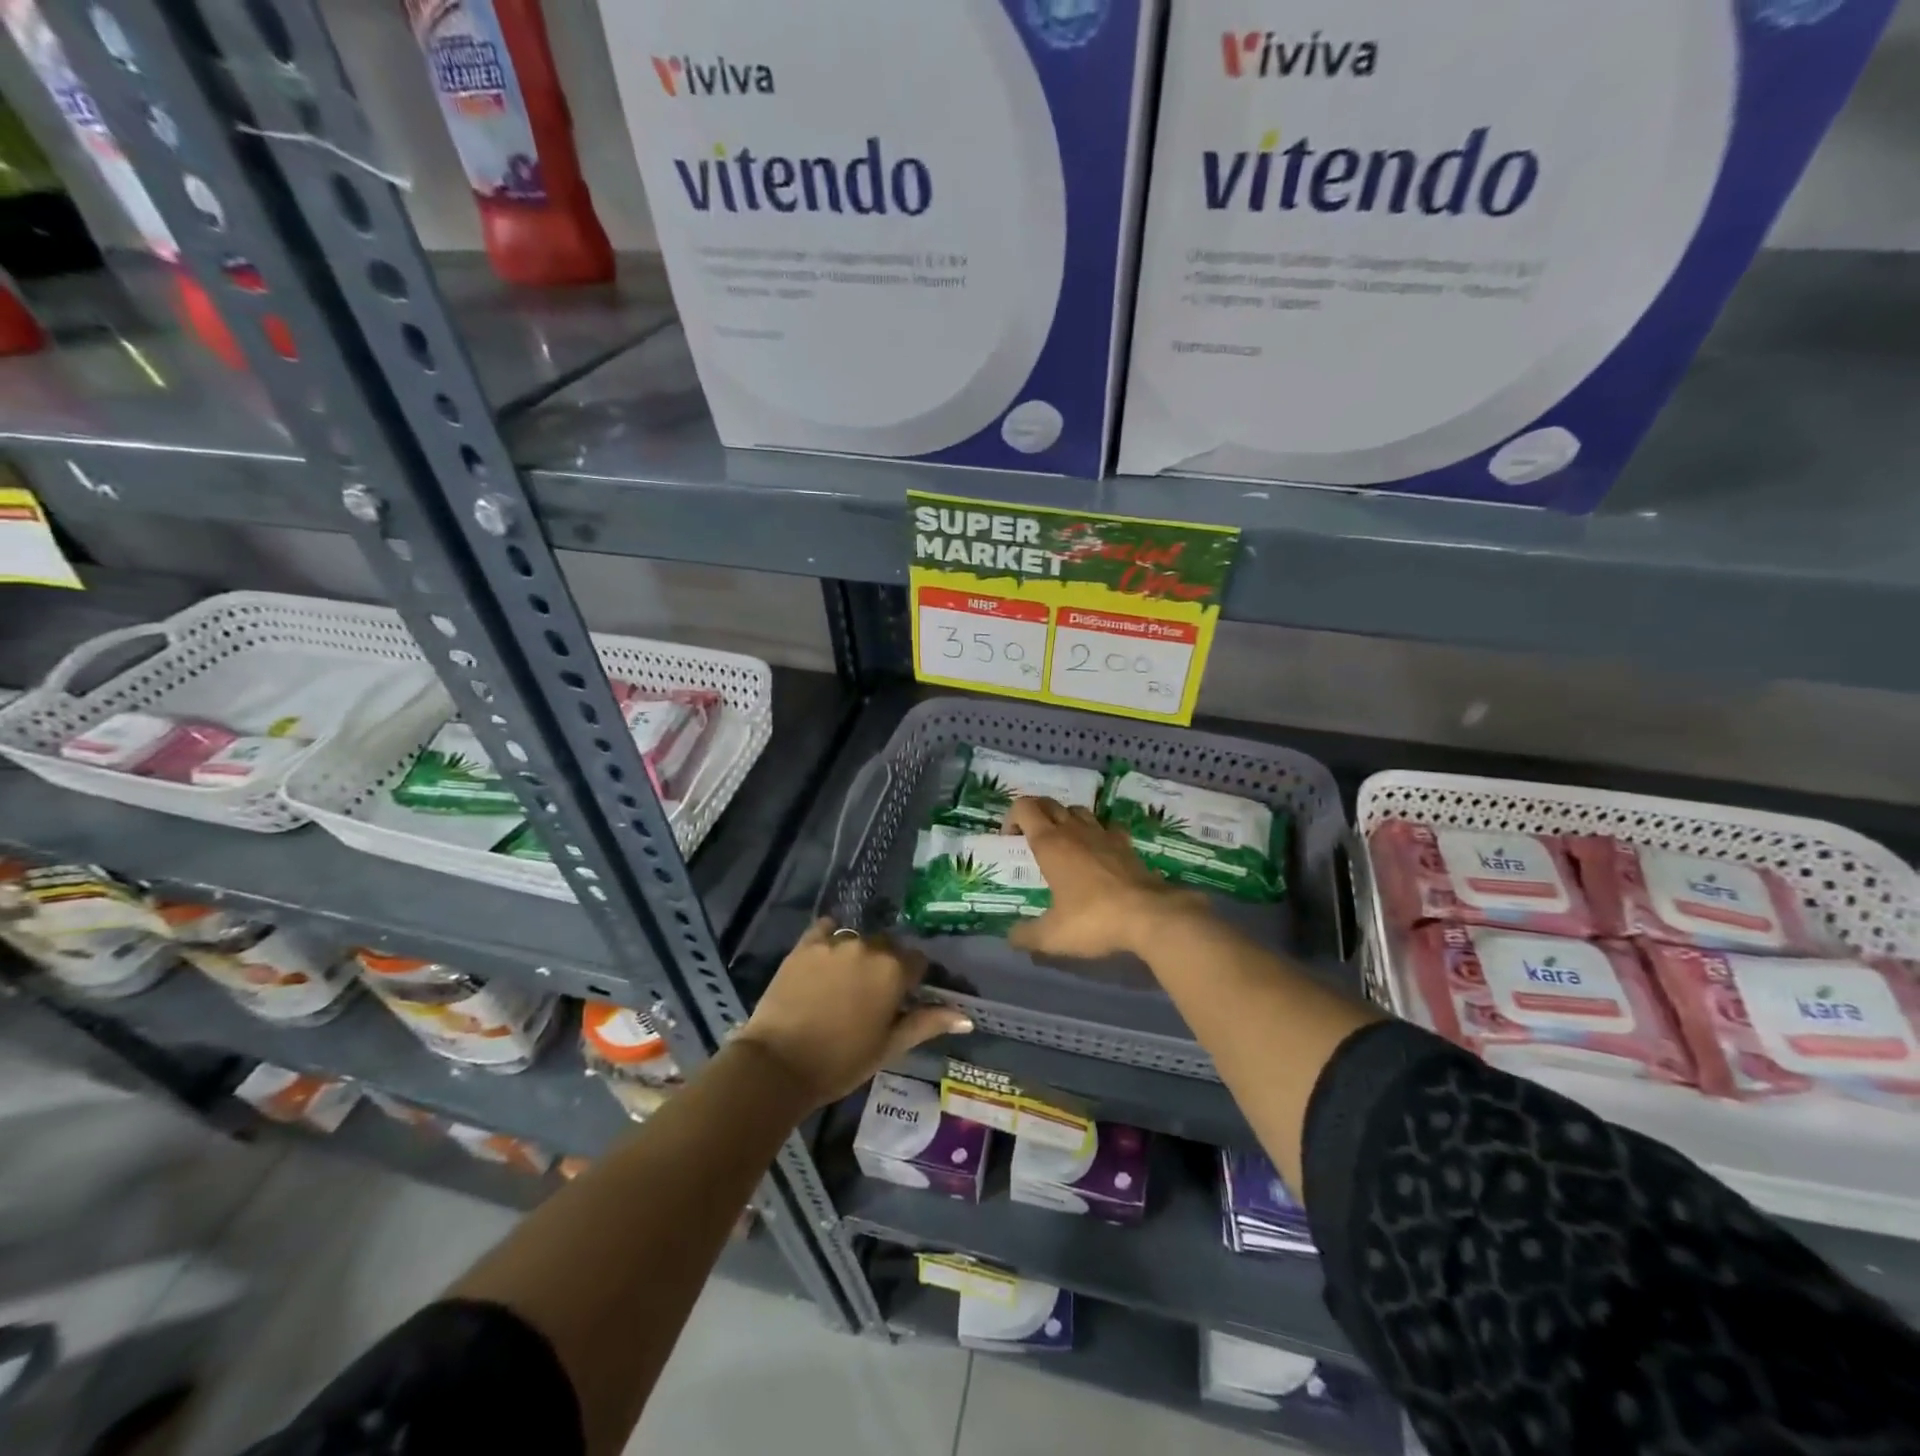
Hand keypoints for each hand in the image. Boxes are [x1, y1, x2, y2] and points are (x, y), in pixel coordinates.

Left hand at [736, 920, 972, 1107]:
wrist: (778, 1064)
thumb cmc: (840, 1062)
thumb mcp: (889, 1047)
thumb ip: (927, 1023)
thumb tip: (967, 1018)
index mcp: (894, 971)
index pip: (917, 962)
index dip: (913, 980)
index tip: (903, 998)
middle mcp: (869, 947)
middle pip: (888, 947)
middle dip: (886, 965)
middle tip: (872, 994)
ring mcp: (834, 942)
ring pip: (858, 939)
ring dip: (859, 954)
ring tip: (845, 982)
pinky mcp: (805, 944)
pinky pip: (826, 929)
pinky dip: (830, 939)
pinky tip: (826, 959)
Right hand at [1007, 796, 1209, 959]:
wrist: (1150, 915)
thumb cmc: (1093, 919)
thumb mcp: (1051, 936)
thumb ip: (1026, 935)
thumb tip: (1011, 937)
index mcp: (1050, 843)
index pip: (1025, 807)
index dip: (1012, 817)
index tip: (1009, 839)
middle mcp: (1074, 830)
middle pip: (1050, 803)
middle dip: (1035, 814)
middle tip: (1030, 839)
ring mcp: (1104, 834)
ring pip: (1078, 811)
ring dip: (1065, 819)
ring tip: (1063, 844)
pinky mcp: (1127, 845)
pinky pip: (1107, 827)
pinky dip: (1097, 832)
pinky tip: (1098, 851)